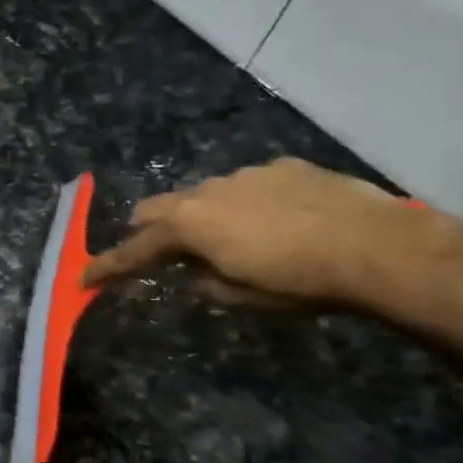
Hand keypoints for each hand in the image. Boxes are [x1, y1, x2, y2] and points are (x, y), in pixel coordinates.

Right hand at [80, 157, 438, 308]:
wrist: (380, 247)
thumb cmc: (300, 281)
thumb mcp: (241, 296)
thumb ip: (204, 280)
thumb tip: (195, 271)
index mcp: (189, 225)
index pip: (134, 249)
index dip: (107, 267)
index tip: (83, 279)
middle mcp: (208, 191)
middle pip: (157, 207)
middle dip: (148, 231)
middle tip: (155, 253)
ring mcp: (247, 174)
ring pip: (204, 194)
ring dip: (201, 216)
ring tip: (230, 240)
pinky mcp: (285, 167)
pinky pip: (249, 185)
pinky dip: (246, 204)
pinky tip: (277, 221)